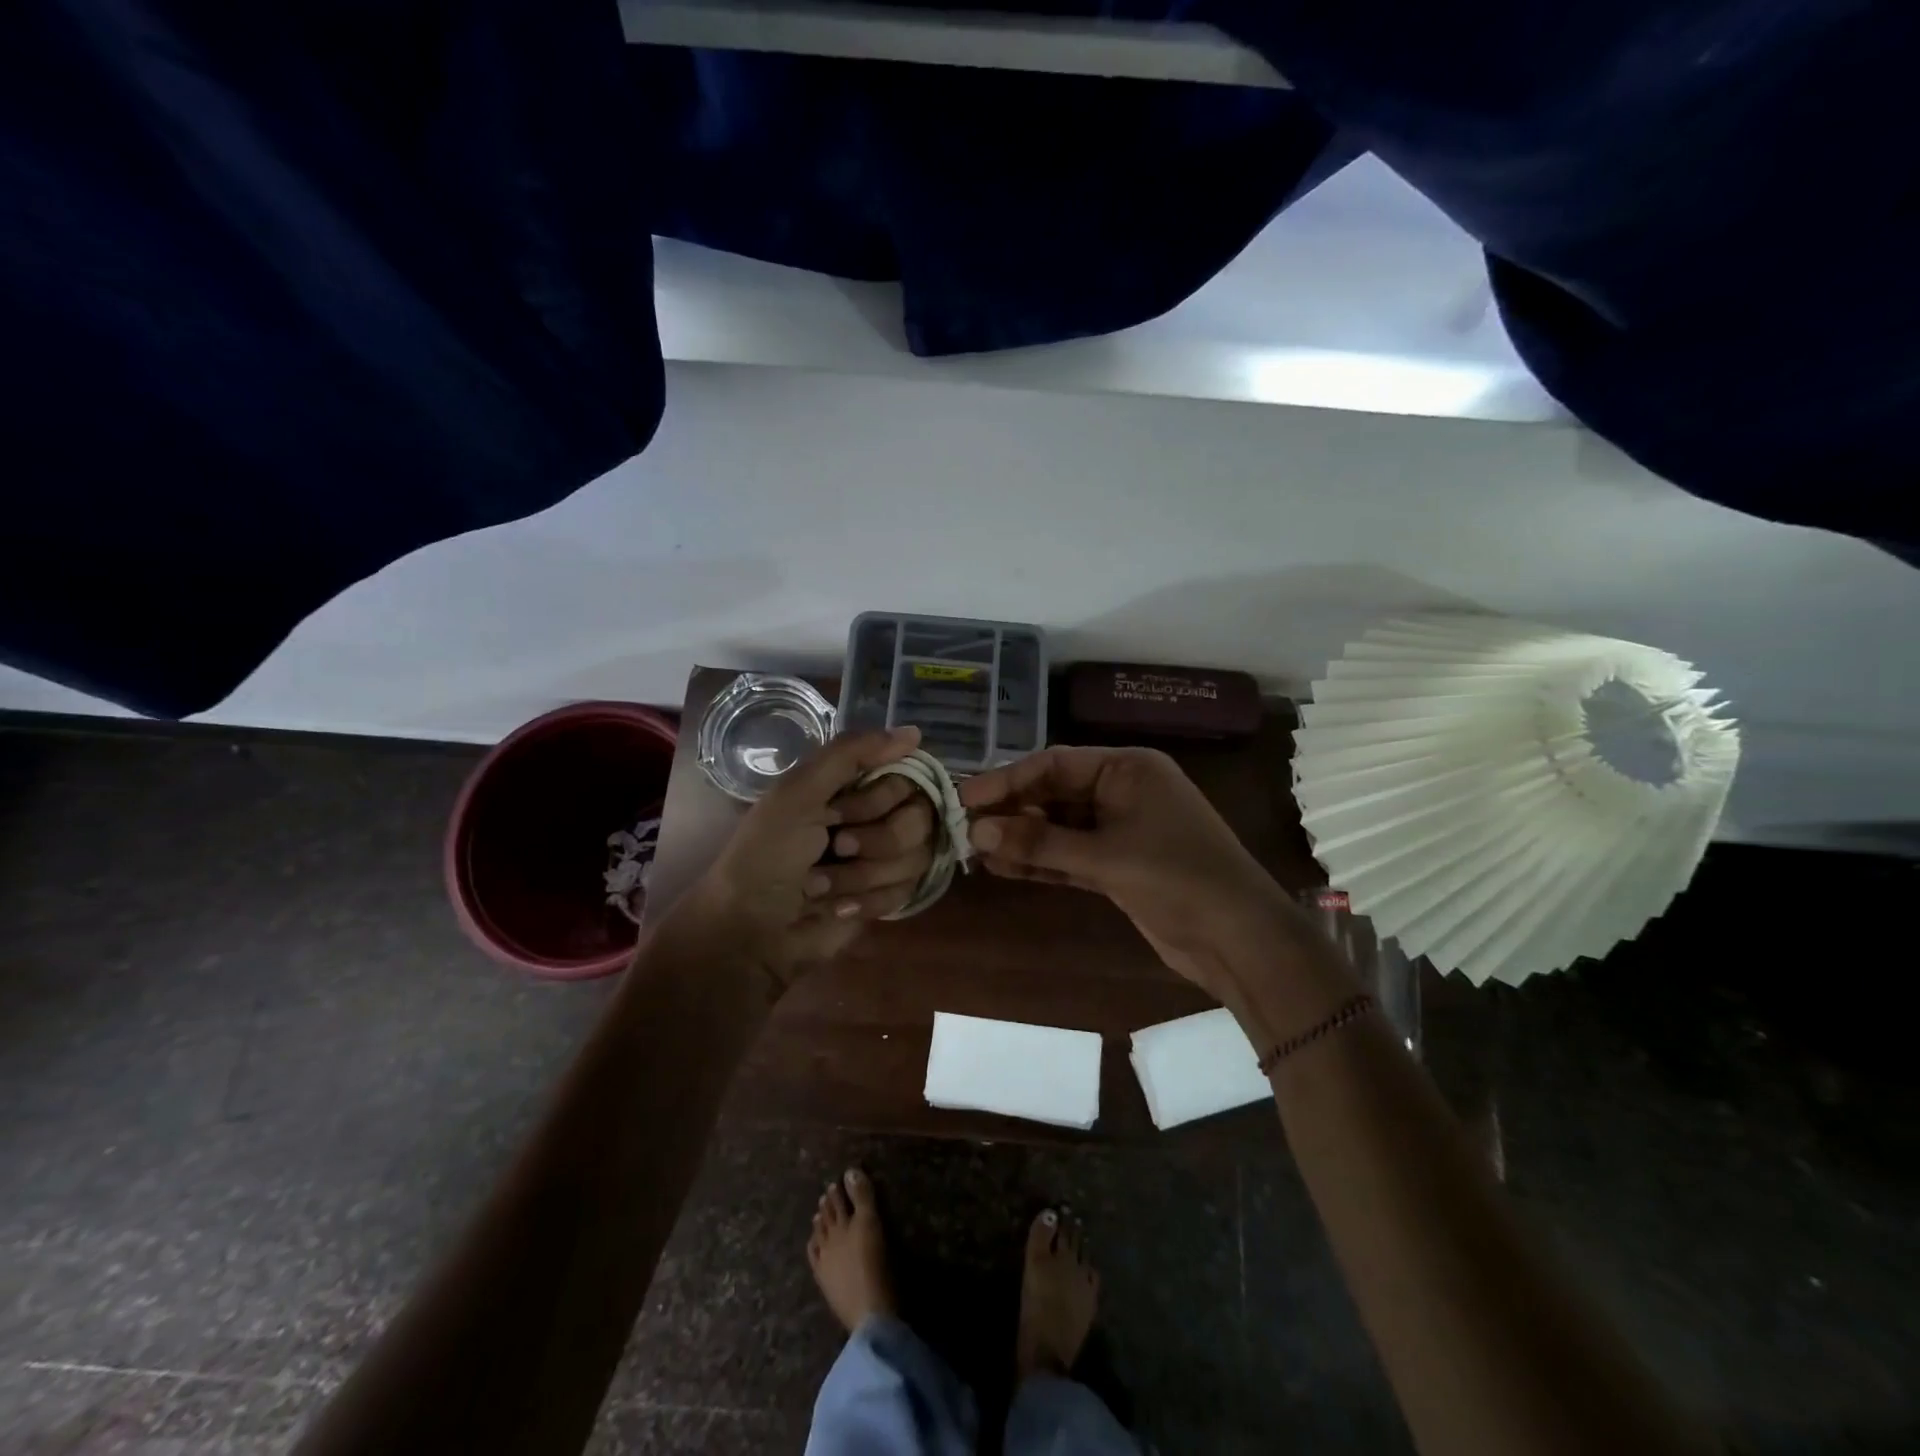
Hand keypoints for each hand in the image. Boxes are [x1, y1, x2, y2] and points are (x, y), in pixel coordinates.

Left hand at [668, 725, 930, 987]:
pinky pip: (907, 891)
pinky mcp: (887, 896)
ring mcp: (883, 857)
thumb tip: (914, 732)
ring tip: (822, 886)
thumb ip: (852, 753)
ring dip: (863, 876)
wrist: (752, 932)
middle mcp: (874, 814)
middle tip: (836, 847)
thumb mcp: (798, 793)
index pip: (907, 777)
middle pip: (920, 819)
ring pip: (916, 858)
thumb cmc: (768, 855)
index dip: (881, 799)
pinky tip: (837, 908)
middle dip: (875, 841)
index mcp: (851, 784)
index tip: (841, 812)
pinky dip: (868, 901)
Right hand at [959, 746, 1294, 996]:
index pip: (1055, 764)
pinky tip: (1002, 867)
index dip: (1008, 780)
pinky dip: (1040, 862)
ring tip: (973, 850)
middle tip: (962, 827)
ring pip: (1059, 828)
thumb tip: (976, 830)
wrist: (1238, 938)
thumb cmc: (1177, 877)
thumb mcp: (1105, 856)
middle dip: (1012, 812)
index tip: (965, 798)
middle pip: (1054, 794)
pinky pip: (1070, 856)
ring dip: (1021, 839)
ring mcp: (1121, 830)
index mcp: (1128, 769)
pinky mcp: (1118, 865)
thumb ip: (1040, 841)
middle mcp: (1123, 791)